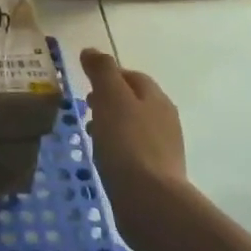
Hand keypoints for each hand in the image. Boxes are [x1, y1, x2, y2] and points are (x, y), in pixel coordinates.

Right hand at [80, 48, 188, 247]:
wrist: (149, 200)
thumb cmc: (127, 142)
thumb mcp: (111, 98)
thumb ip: (102, 71)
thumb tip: (91, 51)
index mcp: (155, 97)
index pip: (132, 76)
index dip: (108, 75)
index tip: (86, 83)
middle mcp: (165, 119)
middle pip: (134, 101)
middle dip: (110, 100)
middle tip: (86, 107)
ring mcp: (164, 147)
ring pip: (133, 126)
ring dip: (112, 124)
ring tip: (91, 134)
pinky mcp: (157, 172)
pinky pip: (133, 150)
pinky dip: (117, 147)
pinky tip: (104, 158)